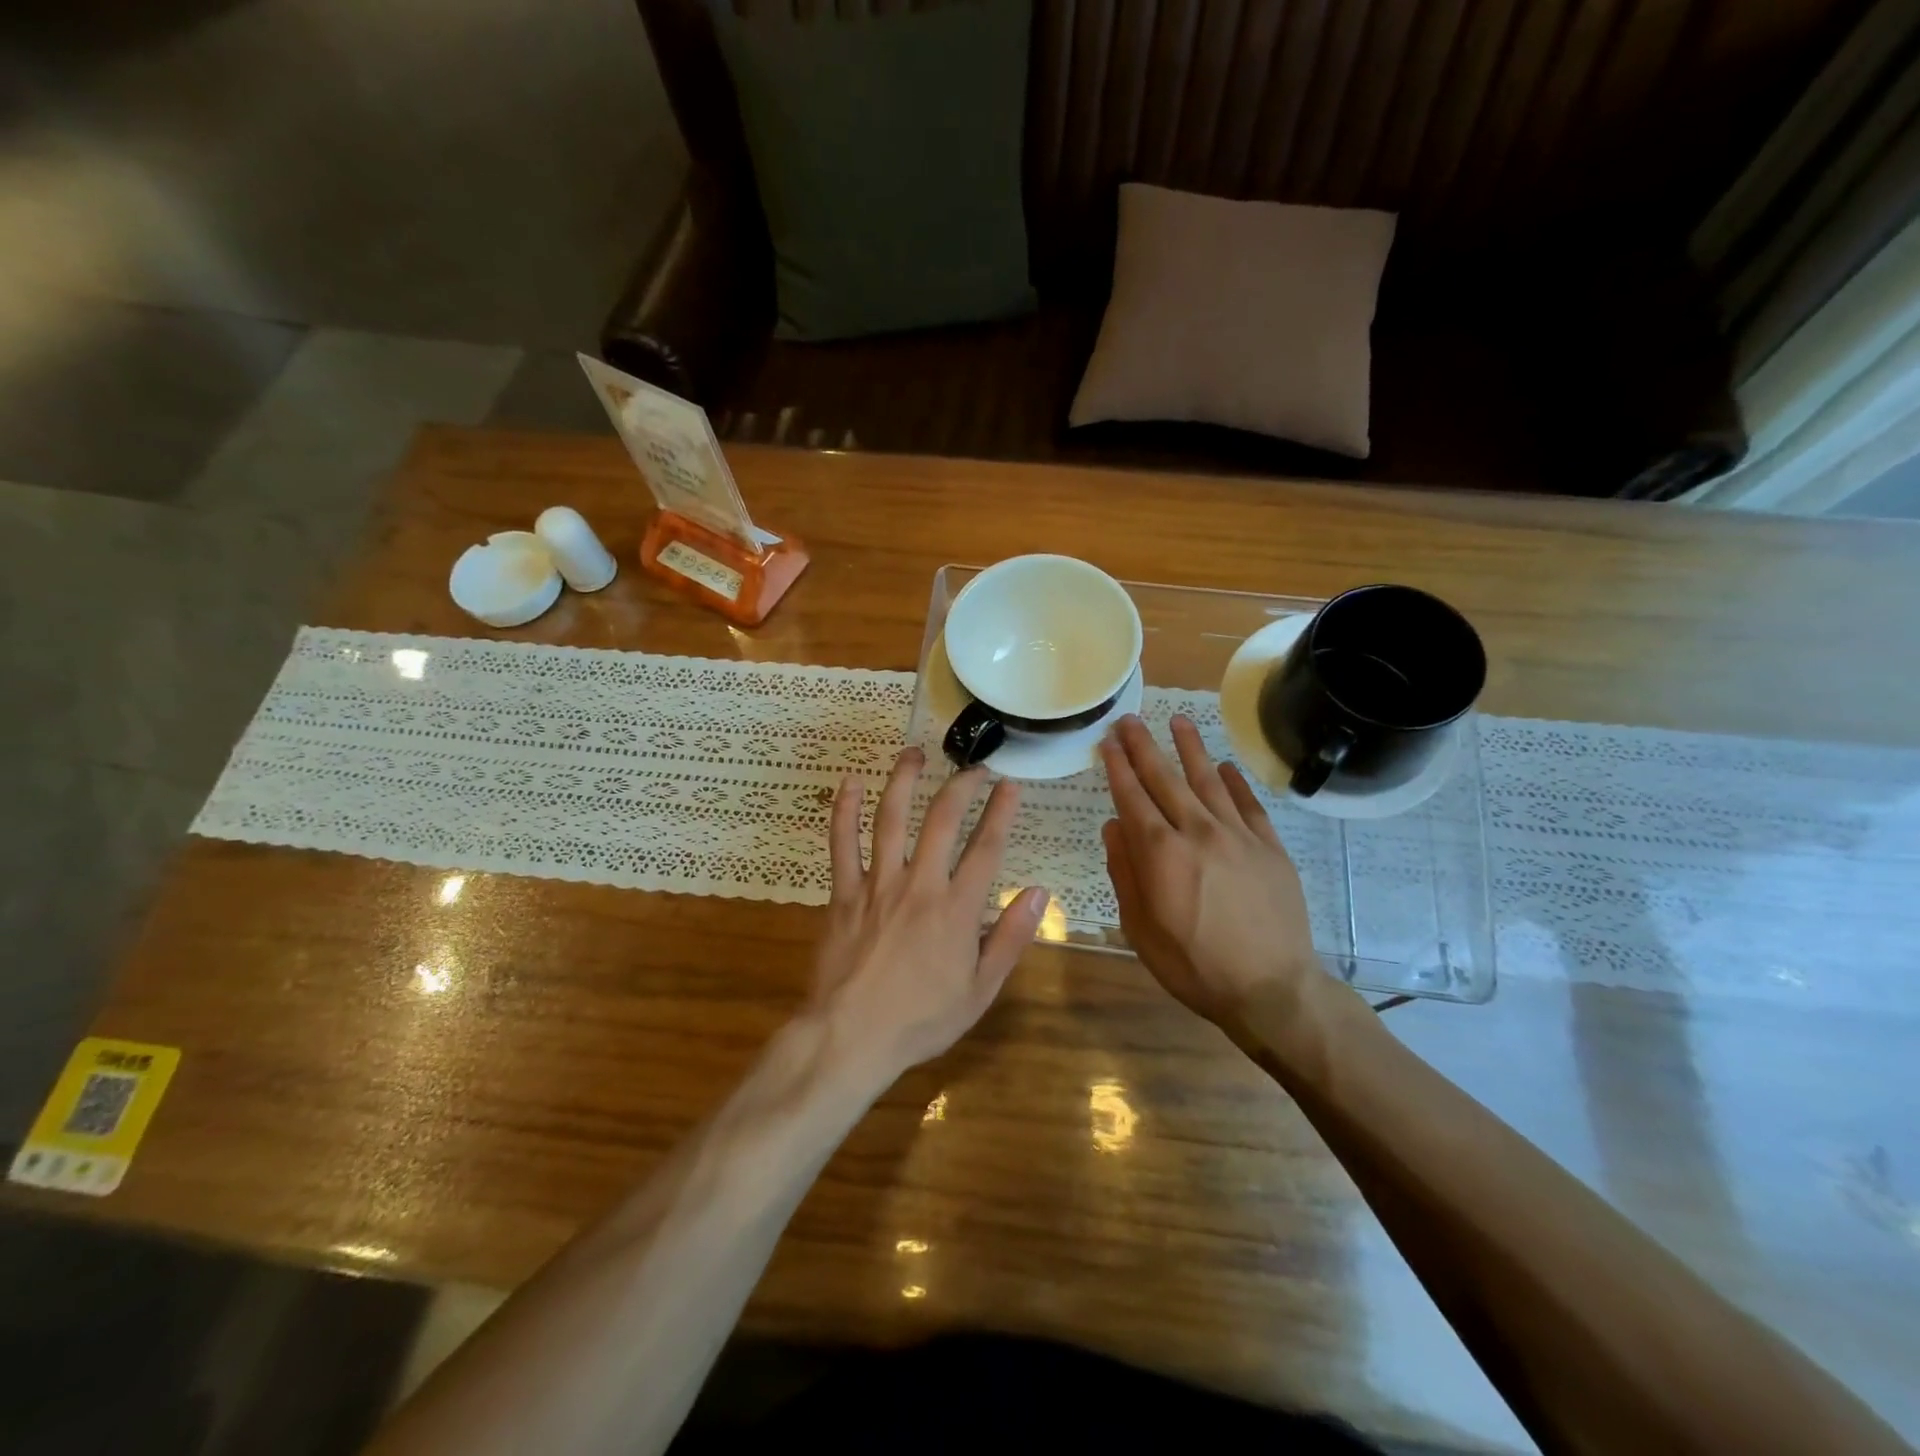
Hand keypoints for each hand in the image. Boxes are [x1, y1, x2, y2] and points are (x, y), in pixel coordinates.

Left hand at [812, 747, 1049, 1081]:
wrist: (850, 1038)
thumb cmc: (921, 1019)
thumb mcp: (980, 990)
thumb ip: (1011, 938)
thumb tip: (1038, 891)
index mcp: (956, 910)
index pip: (987, 848)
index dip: (1002, 812)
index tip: (1011, 785)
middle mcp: (919, 885)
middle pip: (942, 820)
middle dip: (961, 786)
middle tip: (974, 768)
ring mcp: (877, 884)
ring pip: (891, 818)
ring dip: (904, 780)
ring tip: (915, 753)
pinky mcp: (843, 892)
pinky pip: (842, 843)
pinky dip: (844, 810)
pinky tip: (850, 783)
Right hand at [1101, 715, 1322, 1031]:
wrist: (1271, 989)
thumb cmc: (1193, 965)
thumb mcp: (1140, 928)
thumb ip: (1125, 872)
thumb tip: (1113, 827)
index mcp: (1161, 853)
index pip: (1132, 798)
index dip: (1118, 768)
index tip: (1108, 743)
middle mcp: (1197, 832)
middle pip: (1166, 779)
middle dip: (1144, 747)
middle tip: (1130, 720)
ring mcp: (1238, 836)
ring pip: (1209, 781)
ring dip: (1190, 749)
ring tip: (1178, 721)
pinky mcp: (1270, 847)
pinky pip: (1249, 804)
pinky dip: (1235, 782)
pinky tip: (1224, 767)